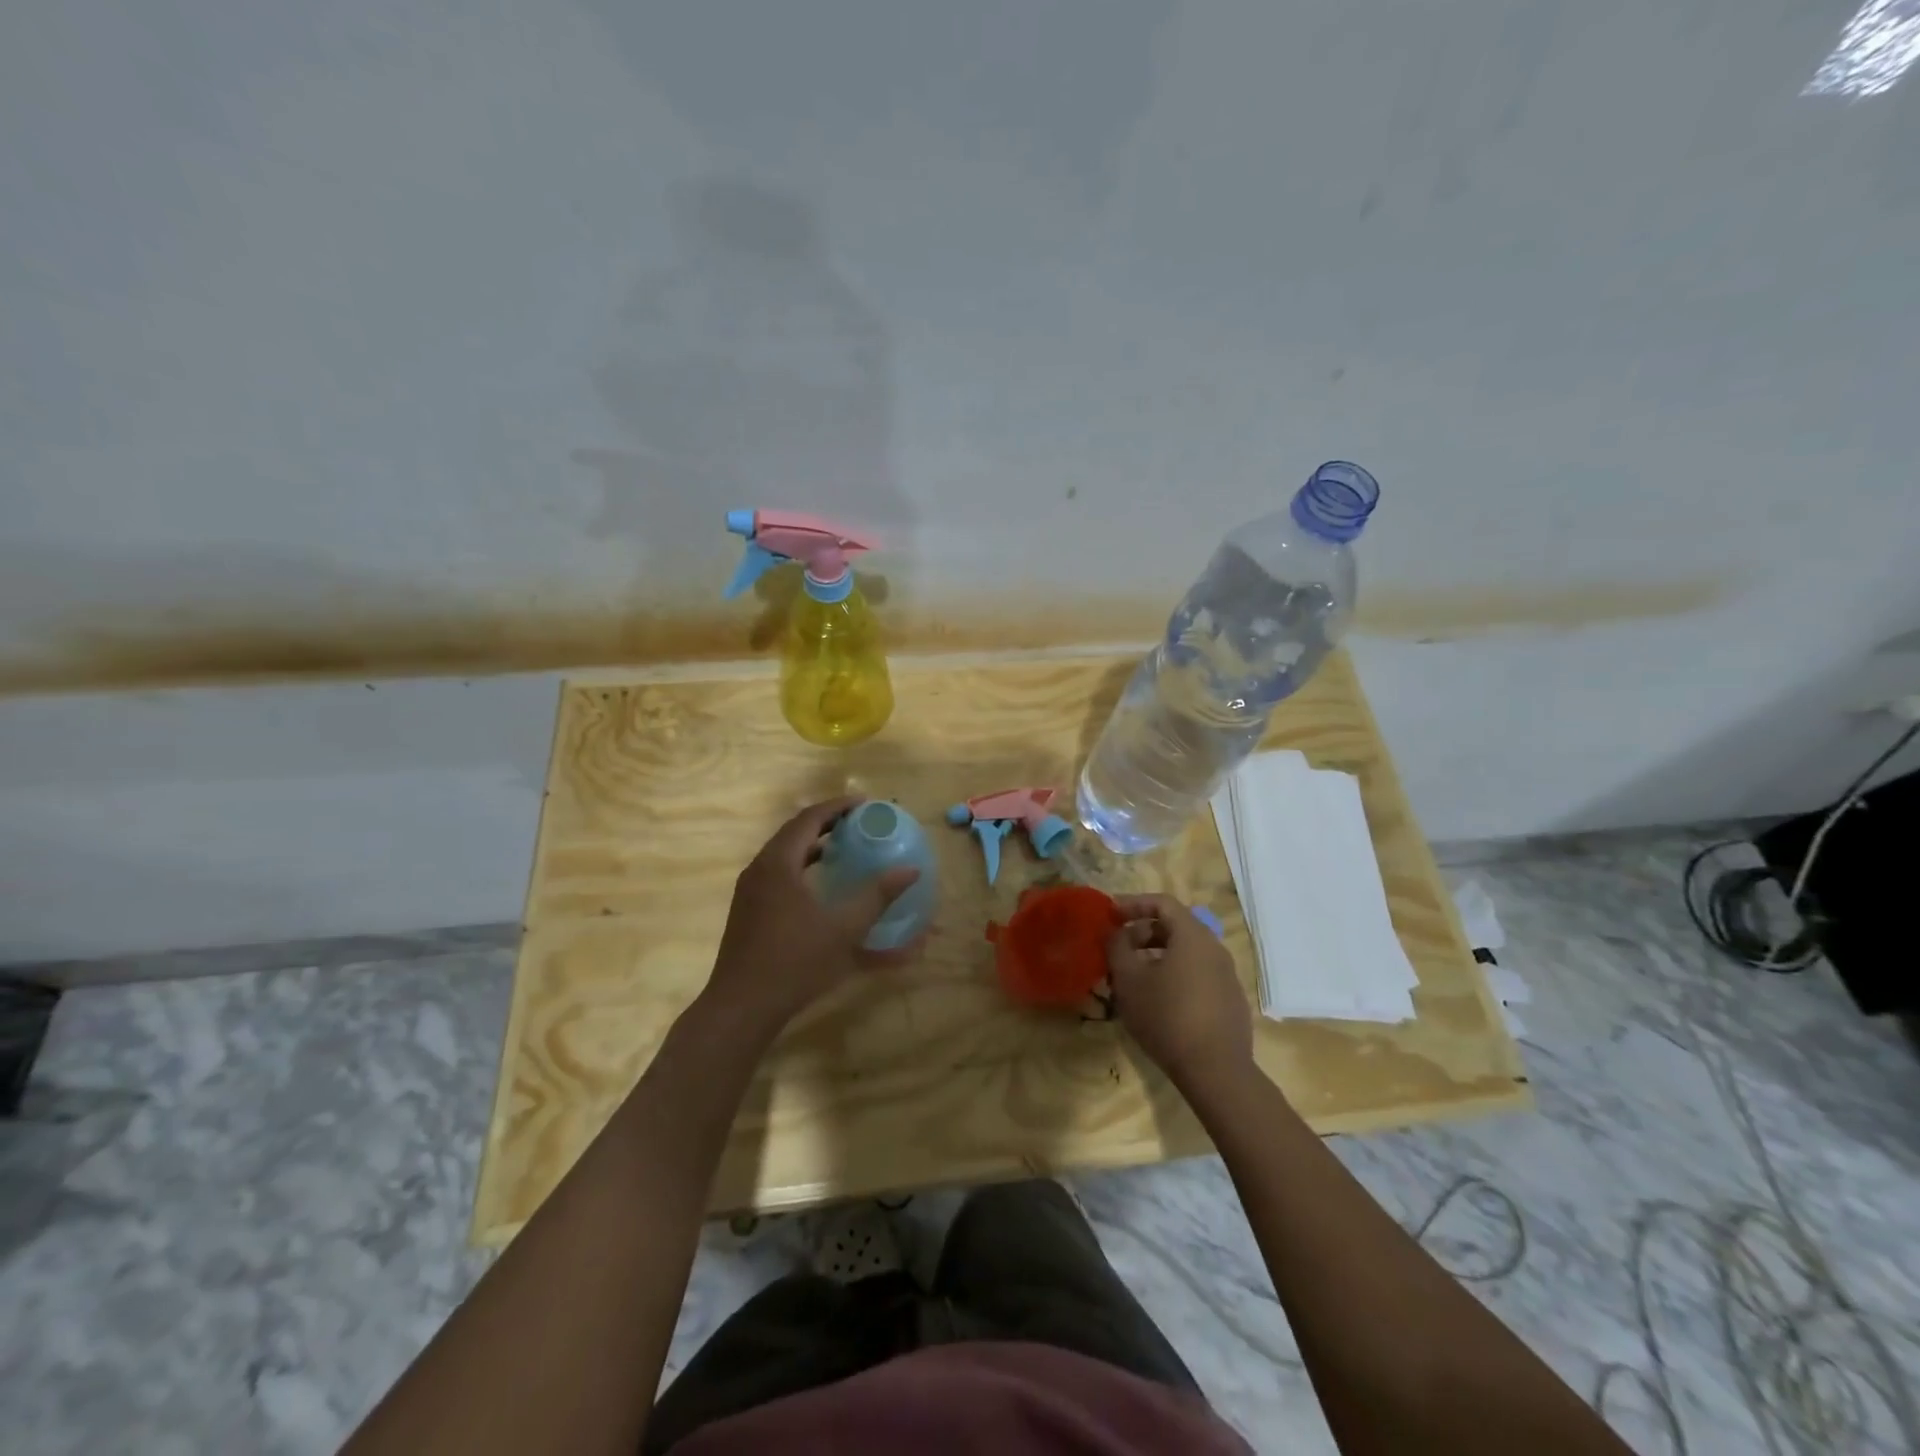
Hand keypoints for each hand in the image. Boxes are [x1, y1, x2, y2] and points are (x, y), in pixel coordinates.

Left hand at [706, 797, 920, 1029]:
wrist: (741, 1008)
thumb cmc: (795, 963)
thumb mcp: (843, 930)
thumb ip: (877, 897)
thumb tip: (910, 870)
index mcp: (778, 864)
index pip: (809, 818)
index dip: (838, 807)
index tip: (865, 804)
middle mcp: (760, 870)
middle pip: (794, 832)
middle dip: (826, 823)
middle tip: (857, 822)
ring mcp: (750, 892)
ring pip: (784, 855)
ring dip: (813, 846)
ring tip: (843, 847)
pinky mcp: (748, 912)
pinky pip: (778, 875)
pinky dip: (802, 868)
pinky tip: (821, 886)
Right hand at [1106, 894, 1253, 1091]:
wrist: (1216, 1071)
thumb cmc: (1167, 1016)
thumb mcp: (1129, 979)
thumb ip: (1117, 947)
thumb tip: (1116, 932)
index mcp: (1193, 935)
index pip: (1162, 903)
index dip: (1133, 904)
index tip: (1110, 915)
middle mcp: (1215, 949)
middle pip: (1175, 927)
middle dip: (1142, 933)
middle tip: (1118, 950)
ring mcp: (1227, 976)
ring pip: (1186, 954)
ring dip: (1157, 957)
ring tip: (1133, 977)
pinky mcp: (1230, 1002)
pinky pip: (1198, 976)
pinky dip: (1174, 976)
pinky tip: (1158, 1002)